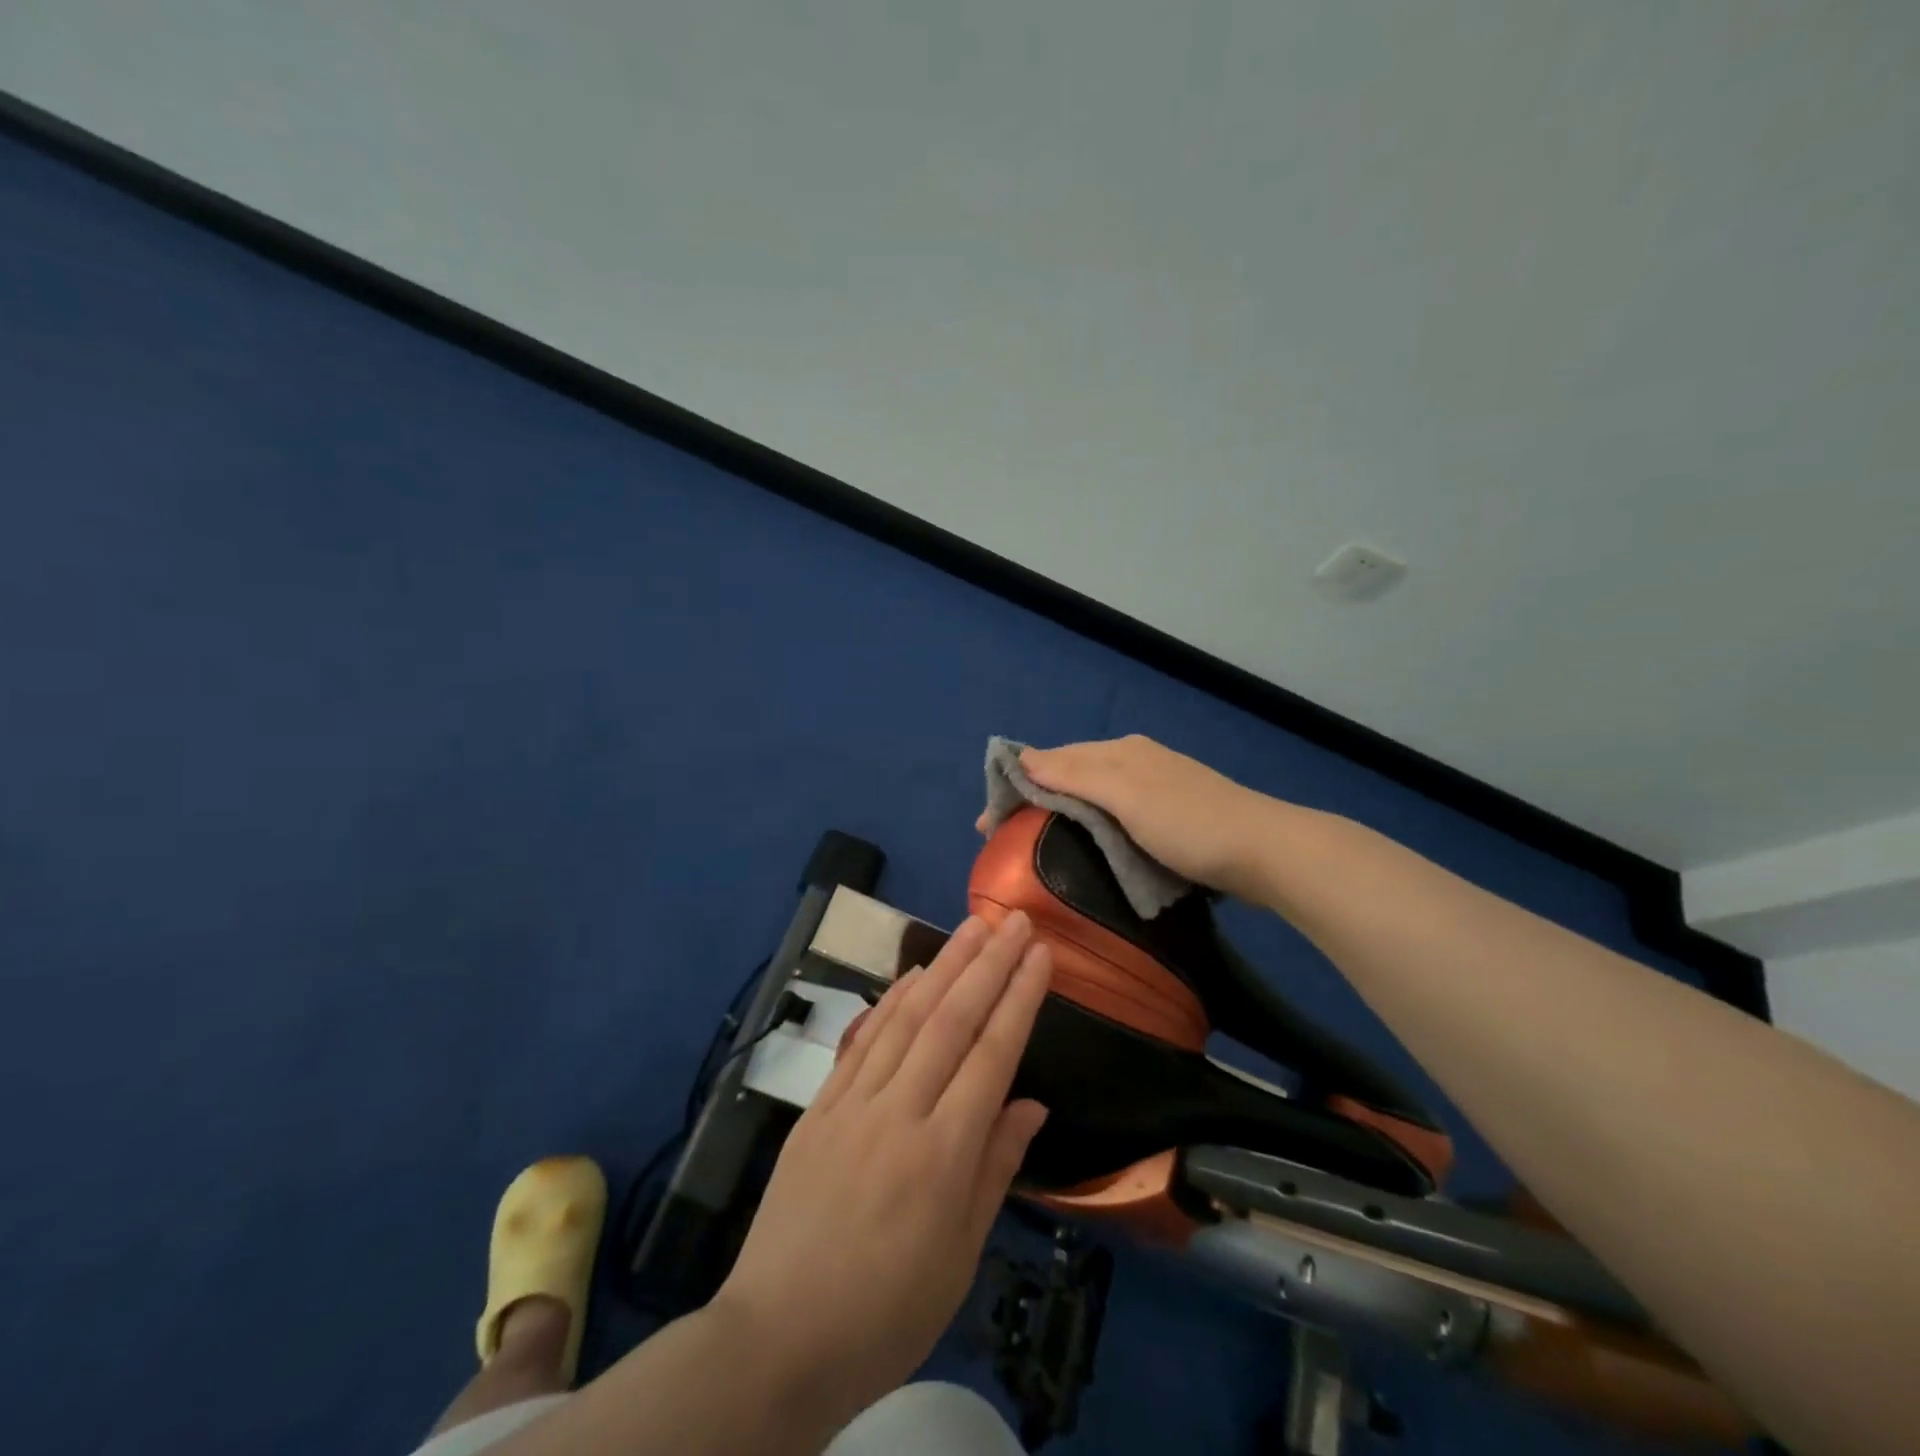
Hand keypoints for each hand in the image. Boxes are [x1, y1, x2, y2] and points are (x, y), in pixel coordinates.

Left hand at [712, 913, 1051, 1427]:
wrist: (779, 1338)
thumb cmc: (887, 1310)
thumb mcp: (961, 1255)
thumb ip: (996, 1168)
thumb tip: (1031, 1104)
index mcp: (943, 1155)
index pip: (992, 1055)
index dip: (1019, 998)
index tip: (1041, 955)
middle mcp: (899, 1112)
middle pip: (951, 1020)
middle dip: (988, 964)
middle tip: (1015, 921)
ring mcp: (853, 1103)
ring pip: (906, 1017)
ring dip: (942, 965)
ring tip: (971, 926)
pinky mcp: (819, 1106)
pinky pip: (862, 1040)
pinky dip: (890, 1000)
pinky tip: (912, 975)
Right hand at [986, 735, 1274, 896]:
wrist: (1264, 849)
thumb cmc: (1188, 823)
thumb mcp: (1126, 795)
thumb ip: (1075, 774)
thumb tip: (1022, 757)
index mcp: (1121, 751)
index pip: (1054, 759)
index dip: (1019, 785)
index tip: (988, 822)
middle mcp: (1135, 759)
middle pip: (1073, 773)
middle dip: (1036, 798)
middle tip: (1005, 837)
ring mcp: (1155, 785)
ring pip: (1095, 792)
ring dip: (1063, 811)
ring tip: (1037, 841)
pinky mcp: (1171, 812)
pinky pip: (1115, 810)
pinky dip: (1092, 822)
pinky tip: (1088, 841)